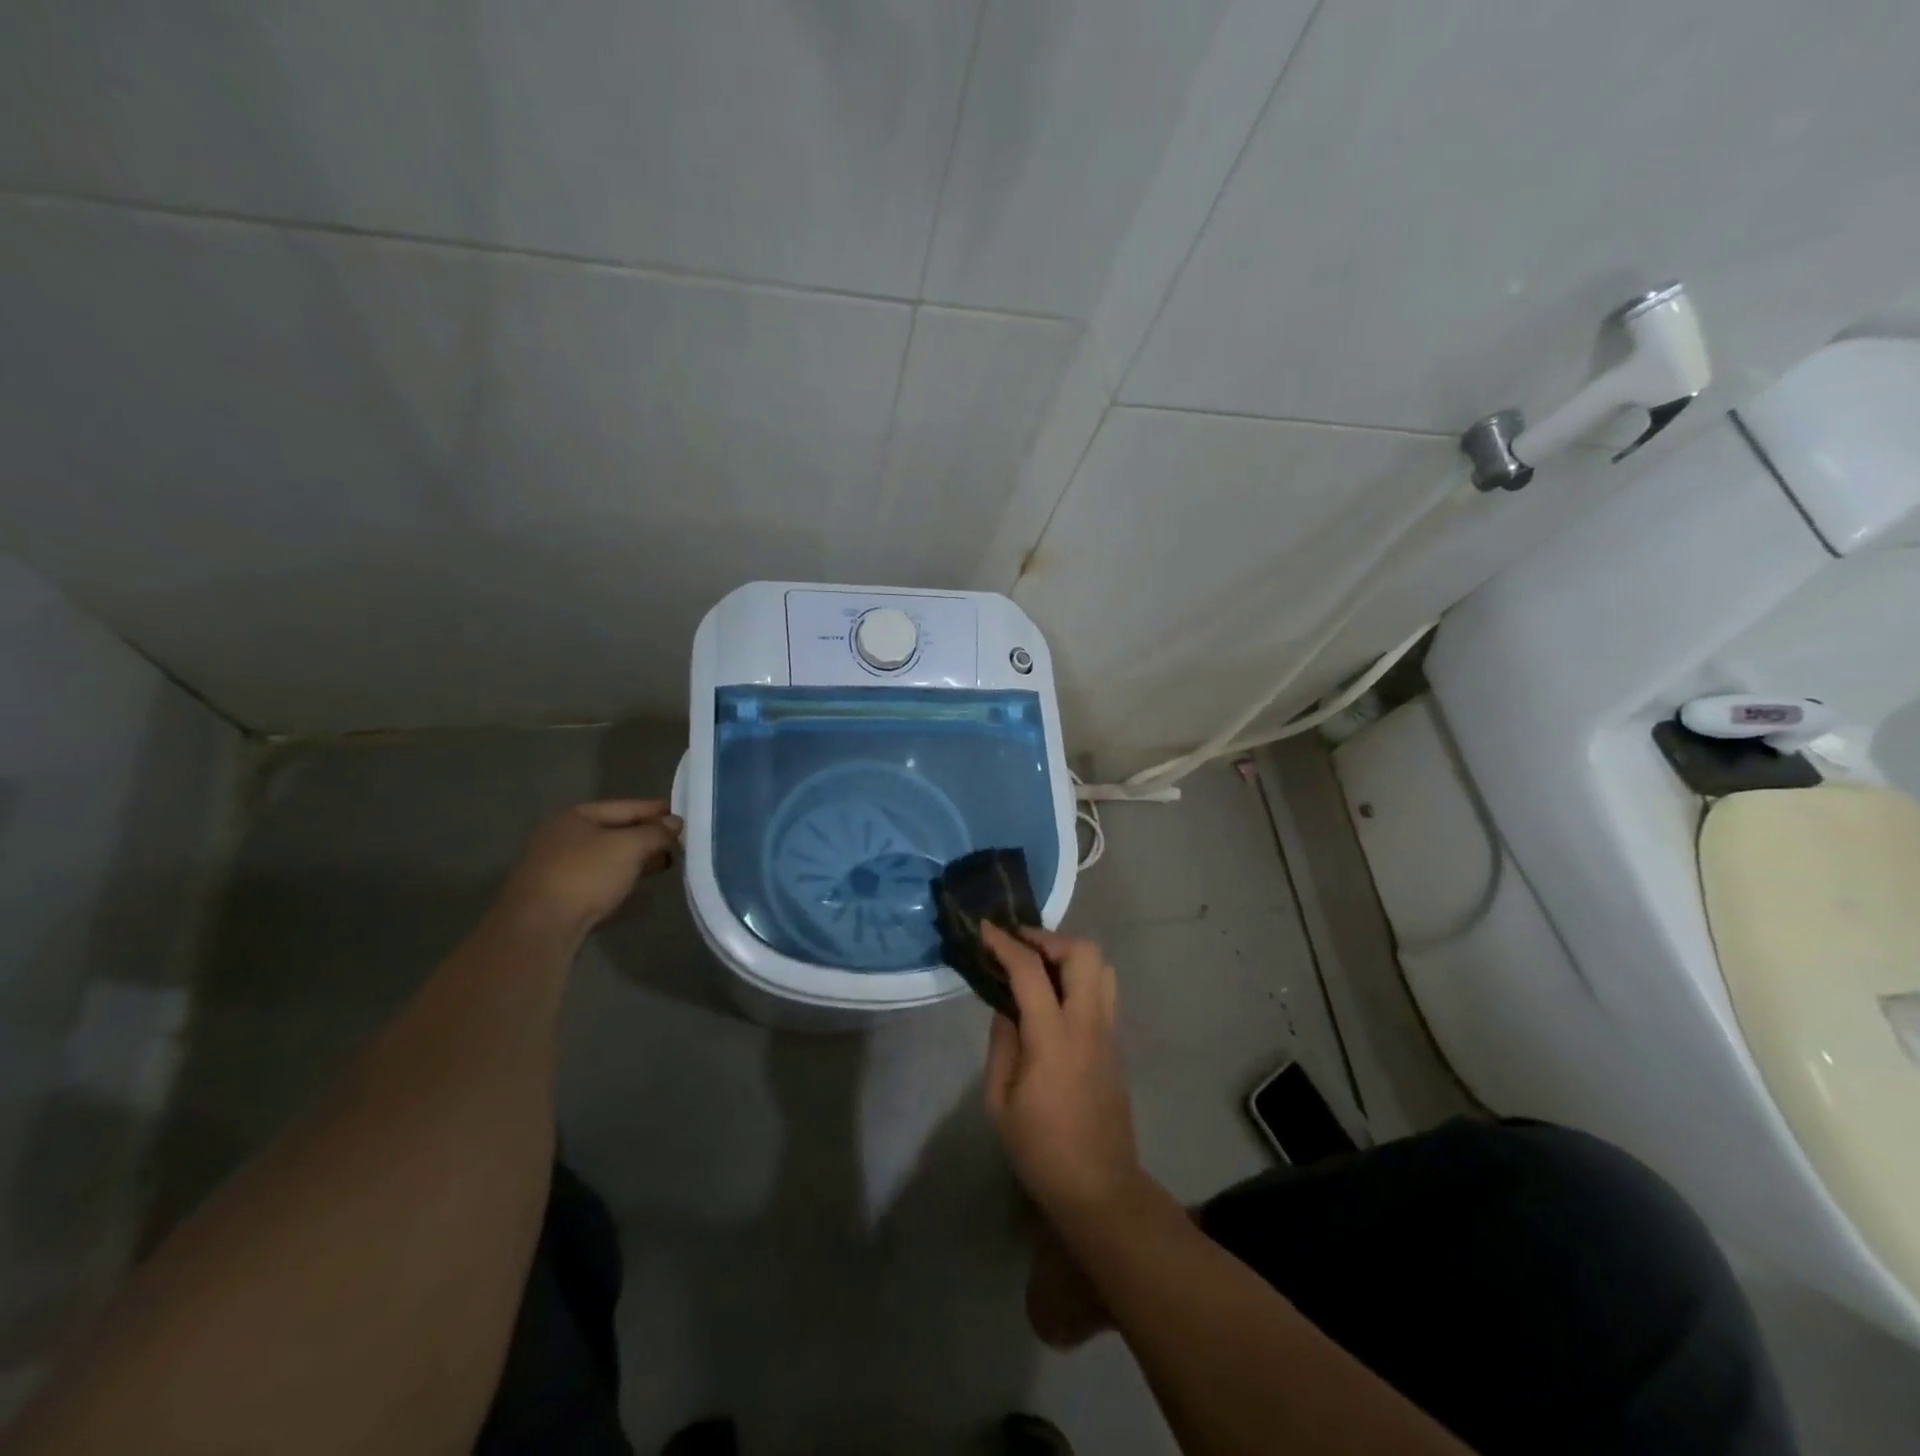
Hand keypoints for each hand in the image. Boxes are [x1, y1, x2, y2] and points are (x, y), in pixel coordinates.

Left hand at [501, 799, 681, 937]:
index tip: (684, 816)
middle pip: (615, 830)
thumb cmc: (586, 875)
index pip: (626, 806)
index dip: (656, 810)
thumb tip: (676, 822)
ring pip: (607, 855)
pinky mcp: (559, 893)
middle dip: (647, 835)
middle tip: (678, 841)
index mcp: (576, 816)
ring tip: (665, 862)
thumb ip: (656, 832)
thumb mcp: (629, 847)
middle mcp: (563, 835)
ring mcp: (557, 865)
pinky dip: (621, 875)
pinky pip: (599, 875)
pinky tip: (637, 882)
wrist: (540, 927)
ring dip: (636, 857)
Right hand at [981, 923, 1143, 1221]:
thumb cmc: (1040, 1149)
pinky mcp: (1115, 1043)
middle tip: (1019, 946)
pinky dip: (1078, 977)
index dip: (1005, 943)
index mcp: (1053, 1039)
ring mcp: (1108, 1032)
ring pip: (1102, 966)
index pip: (1030, 971)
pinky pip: (1103, 990)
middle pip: (1084, 953)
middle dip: (1048, 938)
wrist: (1099, 1187)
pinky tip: (1054, 997)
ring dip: (1069, 954)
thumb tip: (1006, 1006)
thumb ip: (1002, 1042)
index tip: (985, 928)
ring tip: (1038, 967)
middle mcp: (1088, 1024)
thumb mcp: (1000, 1100)